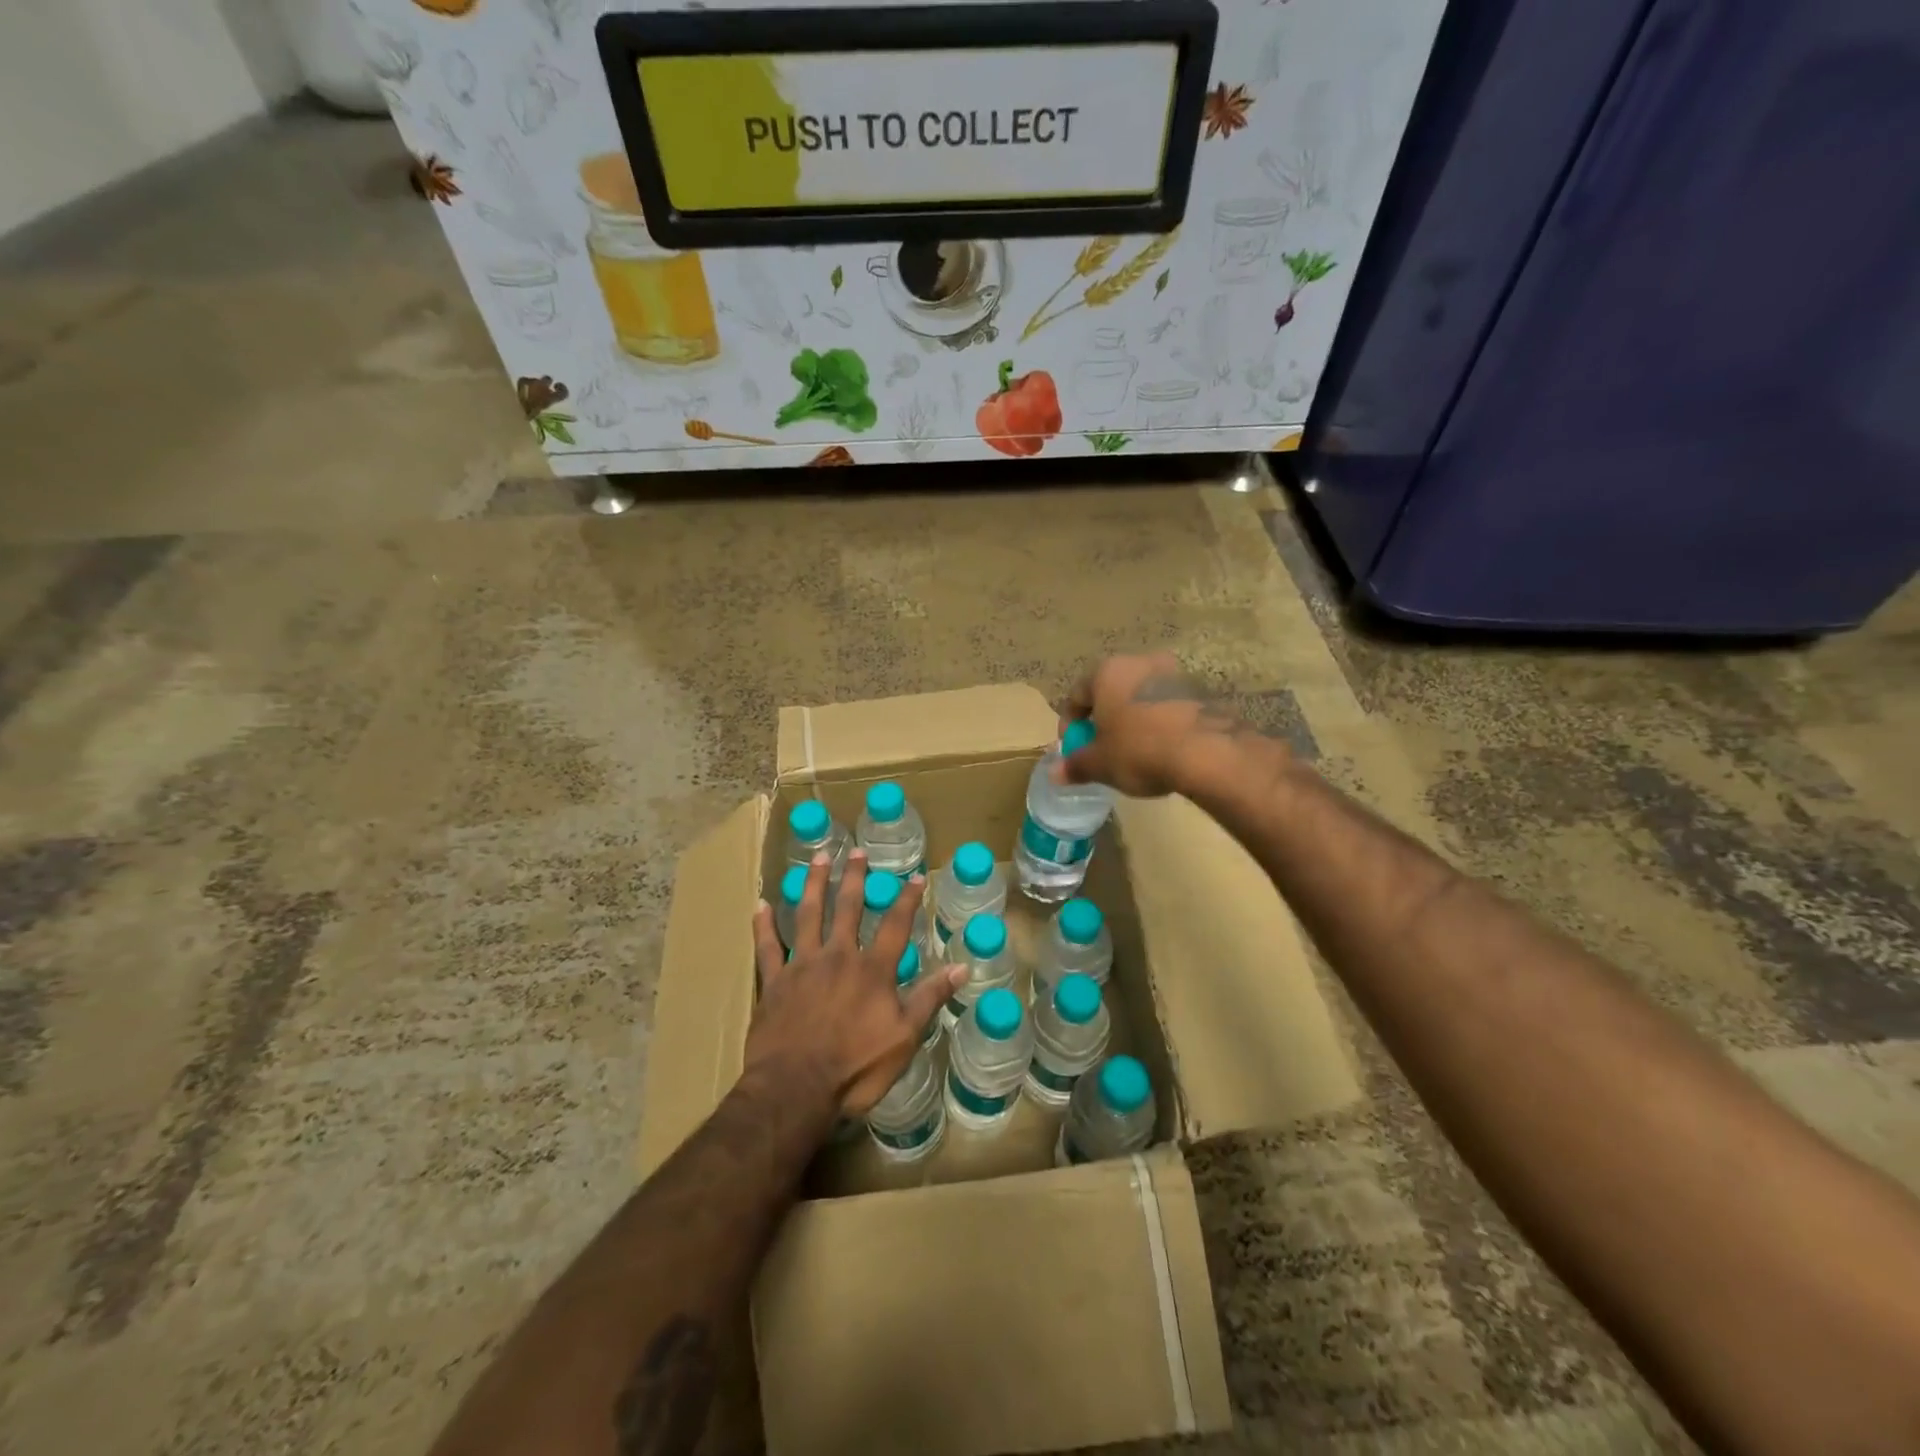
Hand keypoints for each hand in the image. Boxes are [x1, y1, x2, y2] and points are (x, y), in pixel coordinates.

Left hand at [747, 850, 963, 1117]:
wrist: (795, 1089)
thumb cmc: (856, 1068)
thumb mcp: (905, 1037)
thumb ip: (930, 998)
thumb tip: (962, 968)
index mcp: (873, 970)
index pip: (895, 925)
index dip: (907, 899)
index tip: (915, 877)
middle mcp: (838, 956)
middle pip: (848, 908)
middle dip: (854, 877)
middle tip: (856, 851)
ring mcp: (803, 965)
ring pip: (808, 914)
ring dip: (813, 884)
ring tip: (817, 858)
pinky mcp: (774, 982)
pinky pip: (767, 947)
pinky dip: (764, 926)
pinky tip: (761, 905)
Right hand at [1055, 651, 1263, 796]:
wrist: (1207, 753)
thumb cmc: (1140, 750)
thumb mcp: (1100, 764)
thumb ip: (1075, 765)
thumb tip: (1054, 773)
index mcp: (1108, 671)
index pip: (1077, 694)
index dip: (1069, 724)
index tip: (1073, 748)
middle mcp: (1140, 663)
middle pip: (1111, 691)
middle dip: (1104, 719)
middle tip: (1103, 749)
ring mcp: (1174, 674)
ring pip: (1142, 697)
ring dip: (1134, 719)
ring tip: (1135, 752)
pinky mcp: (1201, 691)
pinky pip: (1168, 707)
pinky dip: (1160, 724)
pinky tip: (1163, 750)